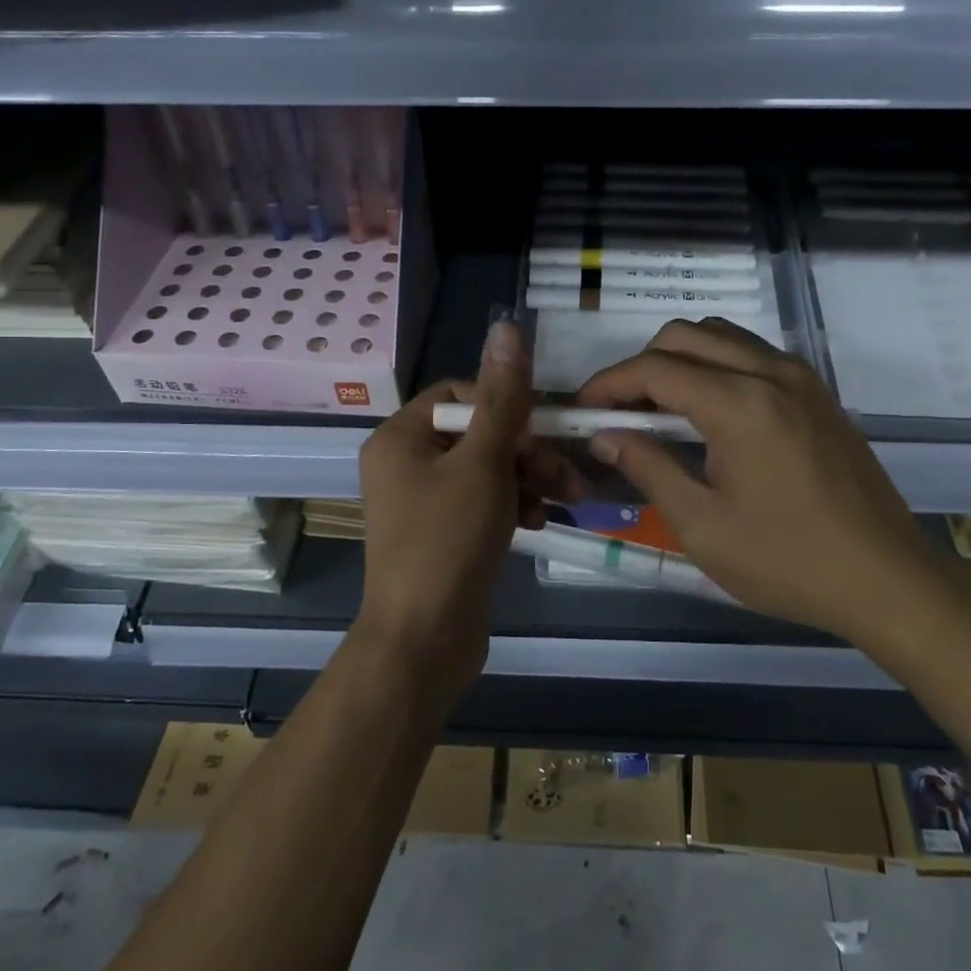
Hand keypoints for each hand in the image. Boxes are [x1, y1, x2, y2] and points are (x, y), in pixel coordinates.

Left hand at [356, 318, 576, 703]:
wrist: (424, 642)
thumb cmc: (448, 542)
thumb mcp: (483, 463)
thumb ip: (503, 398)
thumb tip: (507, 328)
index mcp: (400, 438)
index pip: (460, 395)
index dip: (505, 406)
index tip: (540, 432)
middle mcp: (406, 463)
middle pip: (478, 434)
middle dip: (528, 451)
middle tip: (570, 475)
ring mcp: (424, 501)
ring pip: (488, 469)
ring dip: (530, 478)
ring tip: (568, 500)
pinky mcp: (445, 533)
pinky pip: (485, 501)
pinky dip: (515, 504)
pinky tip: (541, 522)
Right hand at [575, 318, 950, 646]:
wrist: (887, 578)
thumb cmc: (787, 561)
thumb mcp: (702, 526)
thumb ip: (649, 468)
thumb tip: (606, 436)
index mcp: (739, 404)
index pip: (655, 368)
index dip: (609, 383)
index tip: (581, 409)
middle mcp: (770, 373)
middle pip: (685, 336)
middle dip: (641, 365)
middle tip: (619, 412)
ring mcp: (800, 378)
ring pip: (721, 337)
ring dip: (680, 360)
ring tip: (658, 410)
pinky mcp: (817, 393)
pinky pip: (752, 355)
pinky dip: (716, 366)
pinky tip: (707, 413)